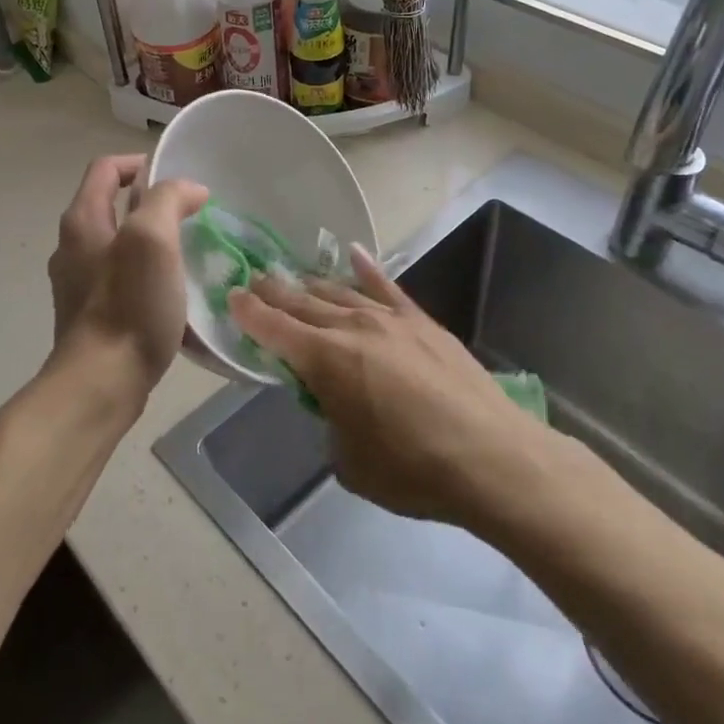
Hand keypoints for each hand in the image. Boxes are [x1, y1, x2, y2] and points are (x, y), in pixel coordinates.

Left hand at [47, 154, 208, 403]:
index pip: (107, 168)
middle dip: (153, 206)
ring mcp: (78, 283)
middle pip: (113, 206)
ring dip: (153, 243)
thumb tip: (189, 190)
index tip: (179, 183)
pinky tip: (174, 295)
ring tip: (189, 256)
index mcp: (82, 220)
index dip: (142, 164)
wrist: (101, 383)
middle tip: (192, 219)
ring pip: (120, 245)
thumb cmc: (128, 306)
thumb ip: (168, 201)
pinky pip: (122, 280)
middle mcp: (73, 246)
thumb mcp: (152, 240)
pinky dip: (148, 276)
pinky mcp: (91, 314)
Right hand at [229, 245, 547, 526]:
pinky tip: (353, 254)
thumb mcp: (347, 460)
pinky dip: (367, 269)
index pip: (273, 328)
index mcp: (324, 360)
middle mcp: (352, 328)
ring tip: (294, 278)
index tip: (231, 296)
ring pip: (339, 292)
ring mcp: (390, 320)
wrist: (493, 459)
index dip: (248, 312)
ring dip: (312, 285)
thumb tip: (335, 404)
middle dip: (274, 292)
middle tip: (254, 281)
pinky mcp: (423, 323)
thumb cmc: (412, 470)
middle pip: (302, 303)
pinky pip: (387, 287)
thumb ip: (329, 421)